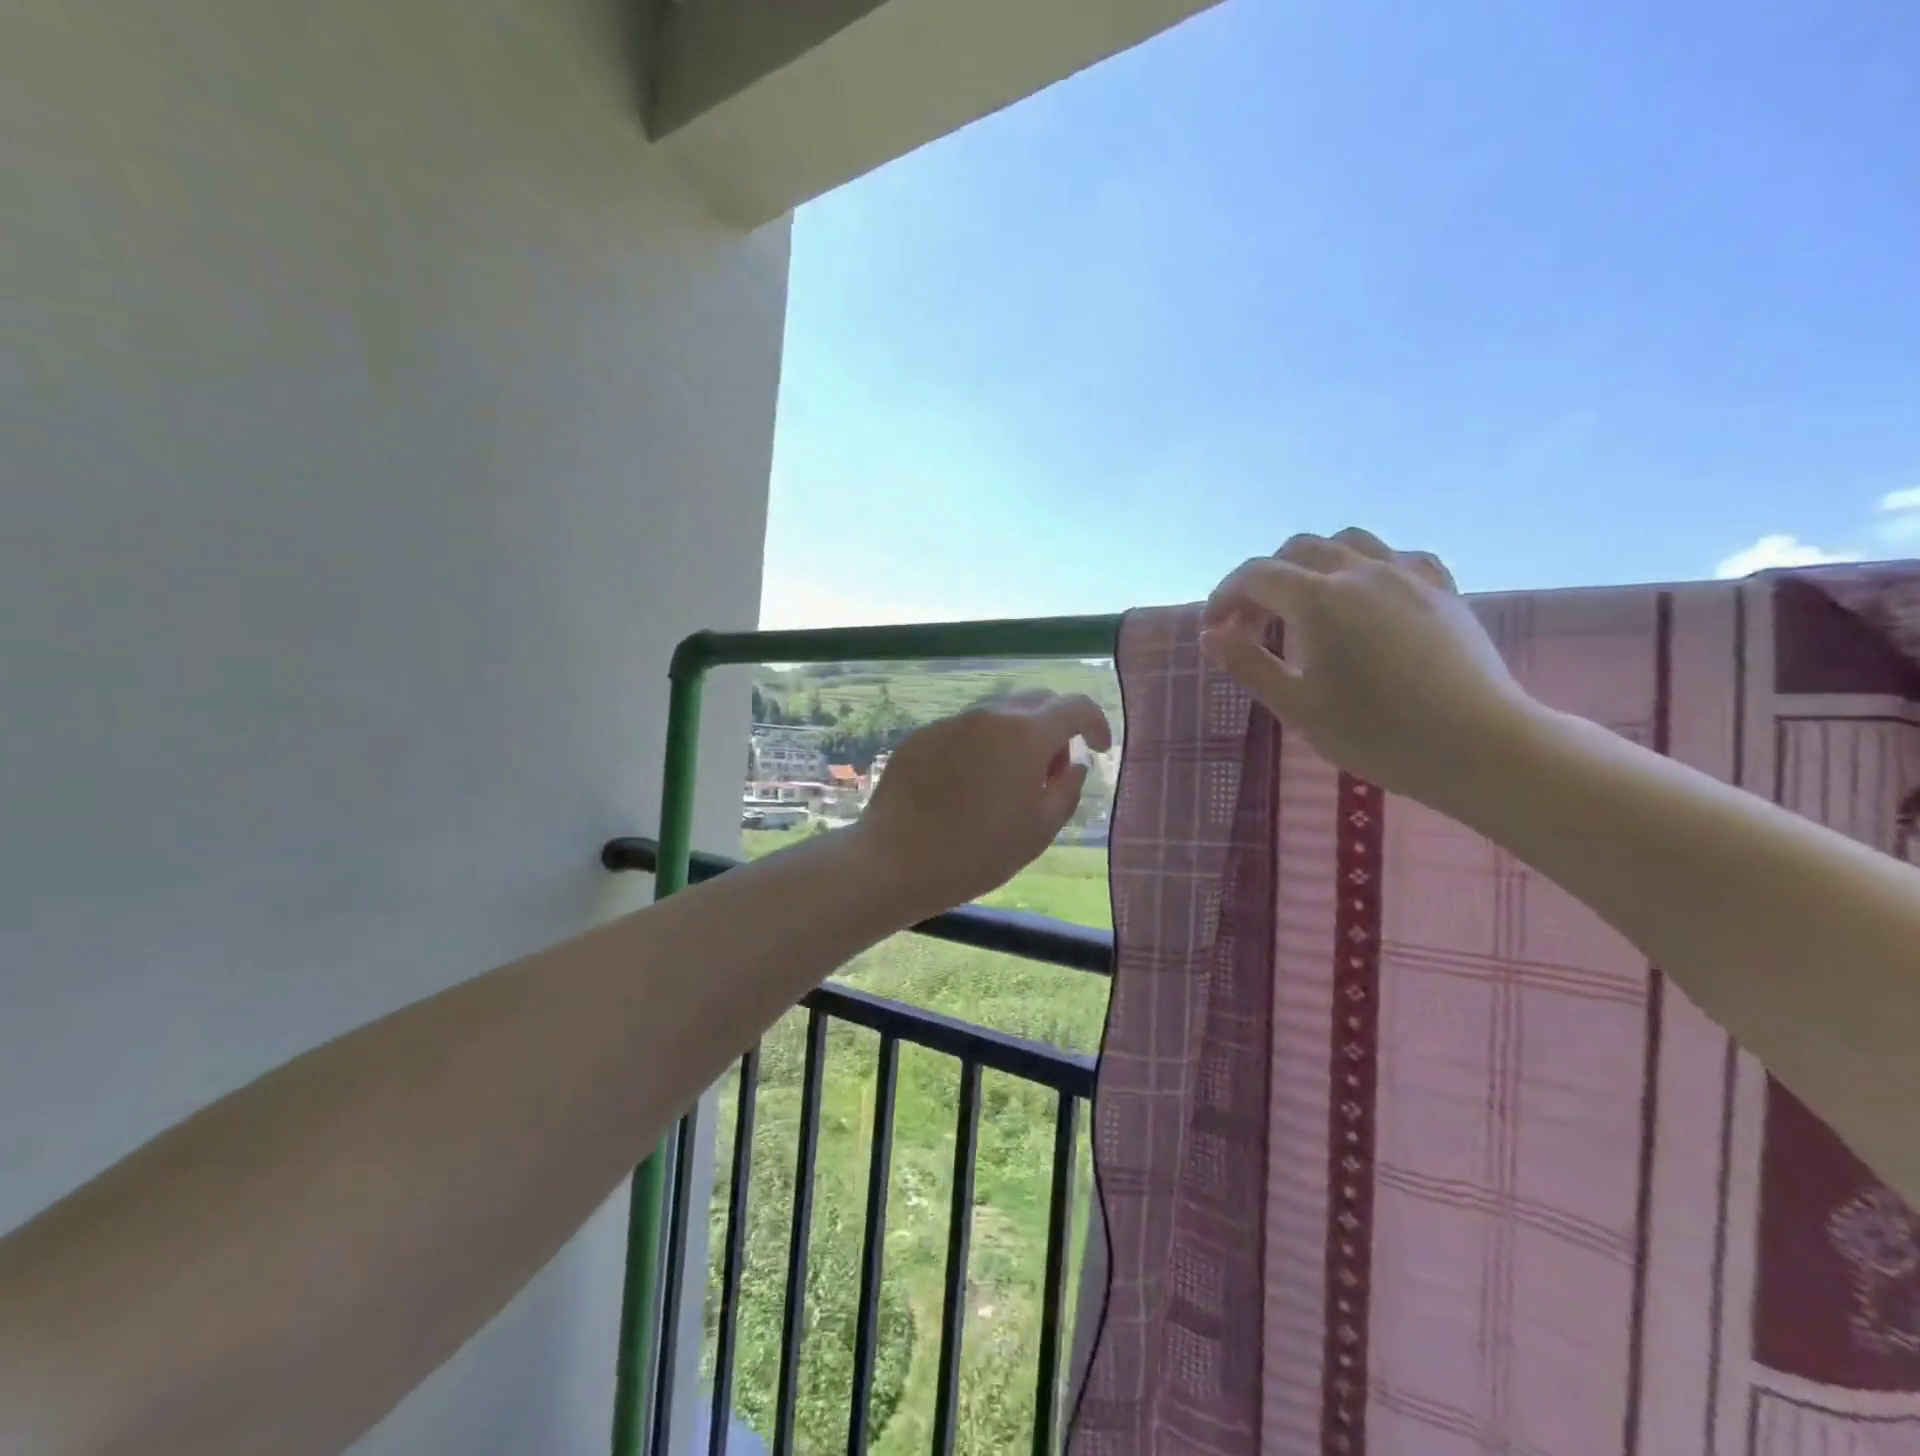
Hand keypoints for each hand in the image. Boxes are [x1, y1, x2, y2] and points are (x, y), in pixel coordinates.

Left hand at [855, 691, 1112, 918]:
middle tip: (1049, 774)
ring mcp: (952, 722)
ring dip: (1016, 739)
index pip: (1075, 706)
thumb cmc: (976, 853)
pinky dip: (981, 748)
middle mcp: (989, 715)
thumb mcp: (1038, 831)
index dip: (1096, 723)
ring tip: (1006, 786)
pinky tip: (967, 788)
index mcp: (1025, 734)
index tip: (1099, 748)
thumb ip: (1067, 790)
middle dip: (1055, 730)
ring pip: (999, 716)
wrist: (894, 860)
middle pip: (1036, 703)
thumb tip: (1074, 765)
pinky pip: (965, 731)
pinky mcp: (922, 736)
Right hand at [1200, 527, 1541, 809]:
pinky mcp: (1442, 590)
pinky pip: (1395, 557)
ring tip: (1305, 603)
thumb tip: (1212, 634)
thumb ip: (1248, 664)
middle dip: (1264, 580)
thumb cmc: (1376, 733)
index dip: (1225, 596)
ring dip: (1312, 563)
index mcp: (1319, 599)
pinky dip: (1365, 568)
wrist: (1478, 745)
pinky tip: (1365, 599)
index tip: (1213, 630)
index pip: (1256, 576)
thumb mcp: (1297, 706)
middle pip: (1297, 550)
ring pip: (1347, 543)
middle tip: (1252, 624)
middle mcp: (1361, 572)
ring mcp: (1407, 576)